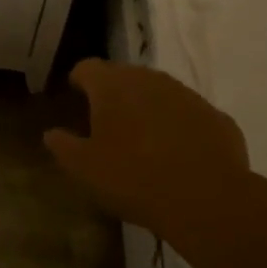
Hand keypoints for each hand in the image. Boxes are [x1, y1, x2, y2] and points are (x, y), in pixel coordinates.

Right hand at [44, 59, 250, 241]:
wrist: (207, 199)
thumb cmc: (134, 179)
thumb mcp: (85, 169)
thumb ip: (63, 146)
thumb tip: (50, 133)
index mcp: (112, 86)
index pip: (87, 68)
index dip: (79, 80)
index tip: (76, 96)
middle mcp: (149, 79)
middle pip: (125, 76)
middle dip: (114, 94)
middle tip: (108, 122)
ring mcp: (186, 95)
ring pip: (159, 92)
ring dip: (149, 108)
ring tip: (144, 140)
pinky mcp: (216, 116)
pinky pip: (189, 115)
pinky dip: (180, 127)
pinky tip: (180, 155)